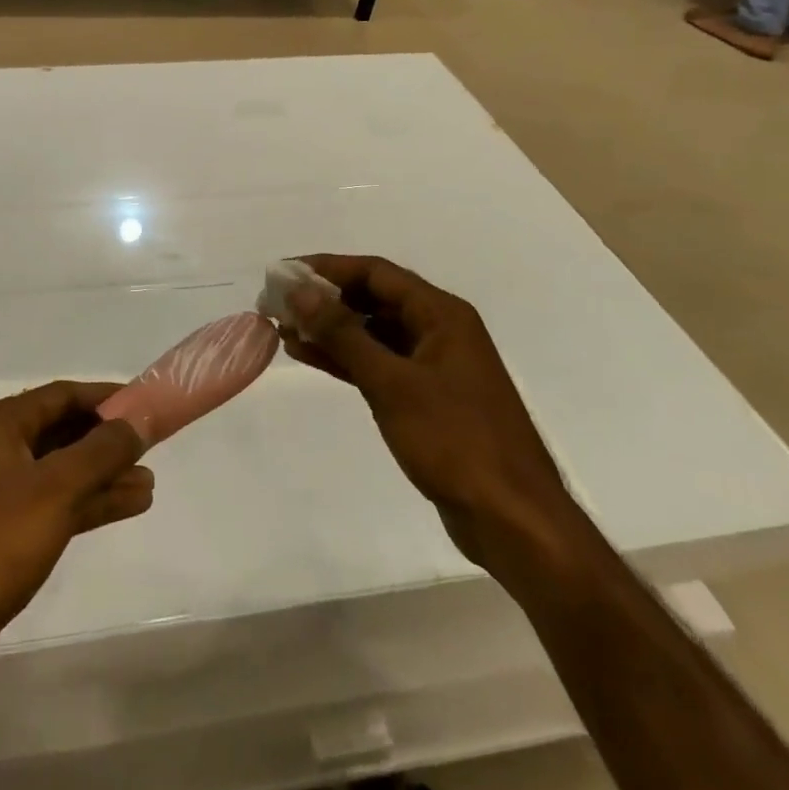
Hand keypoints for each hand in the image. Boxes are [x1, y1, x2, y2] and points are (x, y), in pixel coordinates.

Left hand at [0, 381, 151, 709]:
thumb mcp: (55, 490)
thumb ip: (100, 452)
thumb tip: (136, 421)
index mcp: (0, 427)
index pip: (61, 395)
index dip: (104, 397)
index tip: (144, 404)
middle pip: (61, 432)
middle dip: (106, 441)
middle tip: (150, 446)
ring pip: (60, 474)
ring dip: (102, 476)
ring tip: (148, 483)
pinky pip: (52, 506)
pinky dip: (86, 505)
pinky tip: (124, 508)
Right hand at [281, 255, 578, 572]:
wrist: (512, 521)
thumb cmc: (455, 441)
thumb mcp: (392, 383)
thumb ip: (343, 334)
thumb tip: (300, 290)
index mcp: (442, 314)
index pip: (376, 272)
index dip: (327, 268)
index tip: (285, 272)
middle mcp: (439, 330)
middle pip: (373, 298)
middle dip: (324, 299)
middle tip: (277, 302)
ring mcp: (433, 365)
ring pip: (372, 333)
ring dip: (330, 329)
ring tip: (282, 328)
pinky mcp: (425, 398)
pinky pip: (378, 364)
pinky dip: (345, 359)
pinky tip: (308, 356)